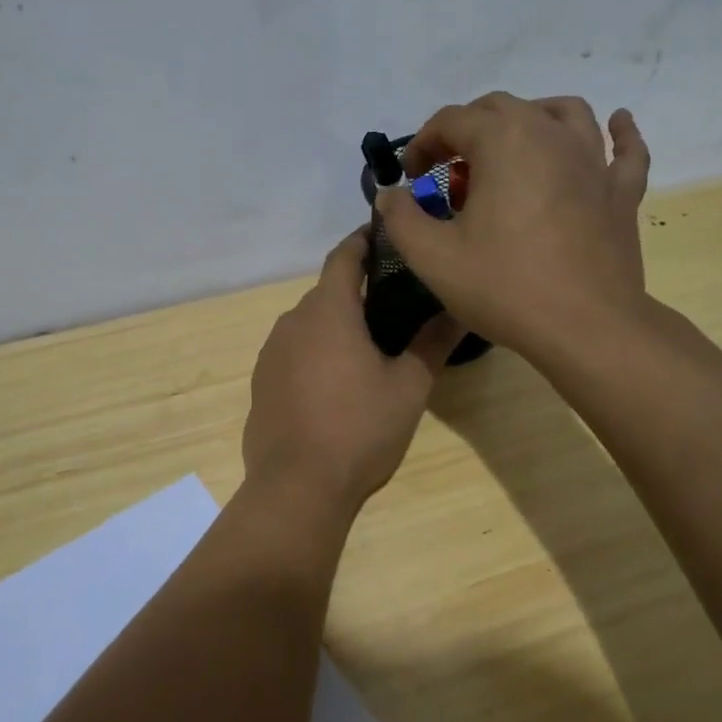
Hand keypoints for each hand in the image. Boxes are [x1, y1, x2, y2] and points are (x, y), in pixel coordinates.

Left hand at [242, 229, 460, 511]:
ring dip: (335, 325)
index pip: (344, 256)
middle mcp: (292, 321)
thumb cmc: (359, 429)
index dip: (364, 240)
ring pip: (308, 324)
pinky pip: (292, 353)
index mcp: (327, 311)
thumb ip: (433, 342)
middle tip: (395, 304)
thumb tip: (460, 309)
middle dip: (357, 291)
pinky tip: (336, 383)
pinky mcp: (261, 382)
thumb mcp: (408, 387)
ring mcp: (270, 353)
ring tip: (370, 345)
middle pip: (327, 292)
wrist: (297, 487)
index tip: (386, 235)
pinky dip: (315, 353)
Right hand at [374, 93, 650, 359]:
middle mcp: (550, 135)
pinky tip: (616, 124)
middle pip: (501, 108)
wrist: (586, 327)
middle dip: (466, 130)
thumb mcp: (432, 257)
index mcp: (503, 142)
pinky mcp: (621, 191)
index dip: (422, 143)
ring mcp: (593, 161)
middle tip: (449, 170)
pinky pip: (625, 150)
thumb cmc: (505, 287)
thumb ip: (402, 218)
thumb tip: (390, 195)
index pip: (451, 121)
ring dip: (531, 118)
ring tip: (513, 145)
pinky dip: (619, 132)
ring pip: (563, 113)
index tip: (410, 178)